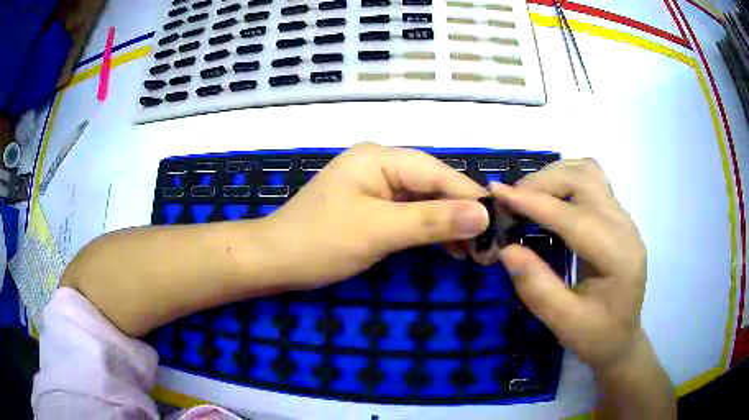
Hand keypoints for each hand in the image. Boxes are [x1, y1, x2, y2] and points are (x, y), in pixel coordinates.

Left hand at [257, 142, 489, 289]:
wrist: (274, 260)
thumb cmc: (319, 242)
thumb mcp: (378, 231)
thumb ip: (432, 221)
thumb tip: (482, 216)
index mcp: (379, 157)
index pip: (437, 173)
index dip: (469, 198)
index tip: (498, 224)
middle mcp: (380, 164)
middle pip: (433, 185)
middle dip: (460, 214)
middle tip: (487, 245)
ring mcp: (375, 185)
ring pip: (424, 200)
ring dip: (448, 224)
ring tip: (473, 252)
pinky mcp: (372, 206)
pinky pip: (410, 213)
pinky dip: (429, 229)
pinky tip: (448, 247)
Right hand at [486, 159, 646, 370]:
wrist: (621, 338)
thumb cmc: (596, 336)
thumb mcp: (564, 323)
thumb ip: (536, 287)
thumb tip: (505, 249)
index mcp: (618, 257)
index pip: (575, 217)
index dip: (535, 203)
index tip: (498, 194)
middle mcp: (625, 228)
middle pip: (584, 180)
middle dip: (543, 183)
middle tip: (510, 201)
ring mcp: (623, 218)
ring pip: (588, 172)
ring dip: (554, 176)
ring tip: (527, 196)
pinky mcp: (617, 216)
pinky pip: (591, 179)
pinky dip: (565, 178)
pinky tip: (550, 196)